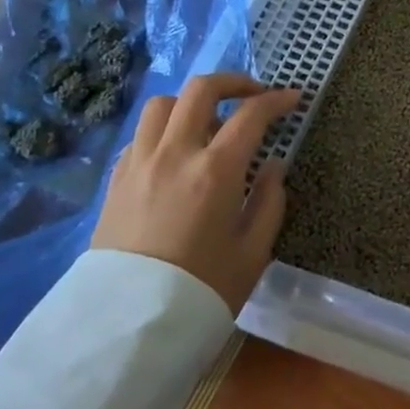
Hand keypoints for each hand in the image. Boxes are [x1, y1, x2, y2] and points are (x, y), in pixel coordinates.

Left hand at [91, 72, 302, 313]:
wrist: (128, 327)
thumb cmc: (202, 289)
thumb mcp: (253, 251)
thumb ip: (269, 200)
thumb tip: (272, 165)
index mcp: (215, 170)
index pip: (252, 114)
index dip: (277, 100)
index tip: (294, 98)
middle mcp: (175, 154)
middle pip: (201, 89)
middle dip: (234, 81)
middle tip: (254, 94)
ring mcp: (140, 163)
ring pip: (163, 104)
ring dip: (191, 103)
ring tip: (209, 124)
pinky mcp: (116, 180)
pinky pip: (142, 134)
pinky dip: (165, 130)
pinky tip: (177, 153)